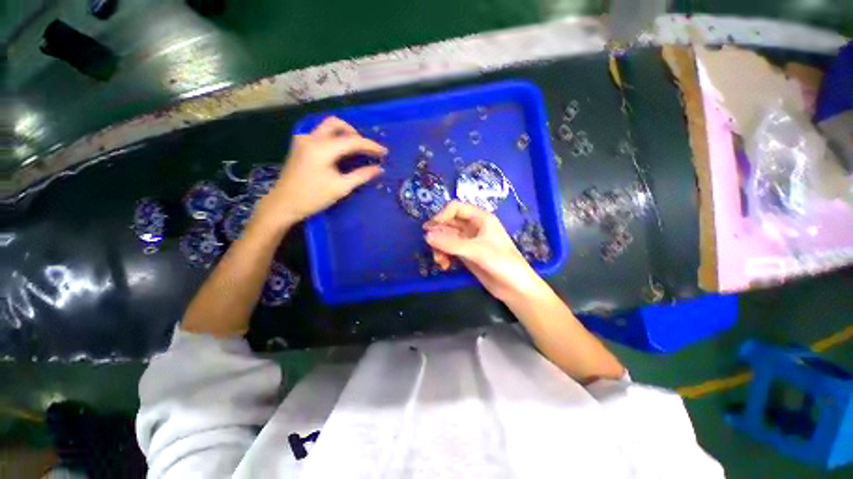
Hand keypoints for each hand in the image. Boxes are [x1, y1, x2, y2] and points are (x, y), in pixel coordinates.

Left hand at [254, 117, 386, 229]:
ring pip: (327, 127)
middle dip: (355, 133)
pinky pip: (321, 134)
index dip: (370, 145)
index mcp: (321, 149)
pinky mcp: (300, 145)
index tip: (384, 152)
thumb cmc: (312, 197)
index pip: (352, 141)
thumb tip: (379, 169)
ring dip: (344, 134)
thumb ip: (361, 176)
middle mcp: (311, 138)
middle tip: (367, 148)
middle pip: (337, 124)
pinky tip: (340, 152)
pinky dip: (334, 139)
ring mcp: (303, 140)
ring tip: (357, 149)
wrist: (283, 204)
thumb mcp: (340, 188)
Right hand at [424, 201, 544, 301]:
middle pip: (448, 223)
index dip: (442, 215)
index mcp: (480, 218)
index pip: (455, 208)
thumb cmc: (502, 263)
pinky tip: (444, 265)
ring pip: (446, 237)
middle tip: (430, 246)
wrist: (515, 288)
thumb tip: (426, 236)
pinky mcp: (466, 254)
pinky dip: (443, 255)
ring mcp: (469, 241)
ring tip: (440, 261)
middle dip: (438, 234)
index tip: (430, 229)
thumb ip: (451, 243)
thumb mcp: (476, 251)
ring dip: (439, 247)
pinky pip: (449, 250)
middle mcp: (473, 227)